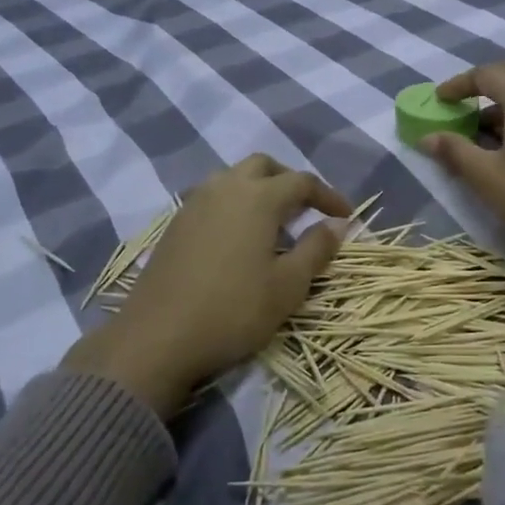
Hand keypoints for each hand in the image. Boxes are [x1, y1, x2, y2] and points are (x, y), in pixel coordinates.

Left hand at [67, 155, 349, 417]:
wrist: (157, 337)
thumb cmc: (233, 310)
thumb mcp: (288, 286)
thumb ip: (316, 248)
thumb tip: (336, 224)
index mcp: (257, 198)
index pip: (302, 181)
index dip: (328, 196)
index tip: (346, 217)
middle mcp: (225, 188)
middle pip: (264, 166)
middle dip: (290, 180)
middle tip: (307, 208)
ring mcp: (194, 203)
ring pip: (233, 178)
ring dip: (259, 189)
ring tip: (274, 221)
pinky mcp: (175, 224)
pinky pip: (213, 197)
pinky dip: (234, 204)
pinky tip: (239, 236)